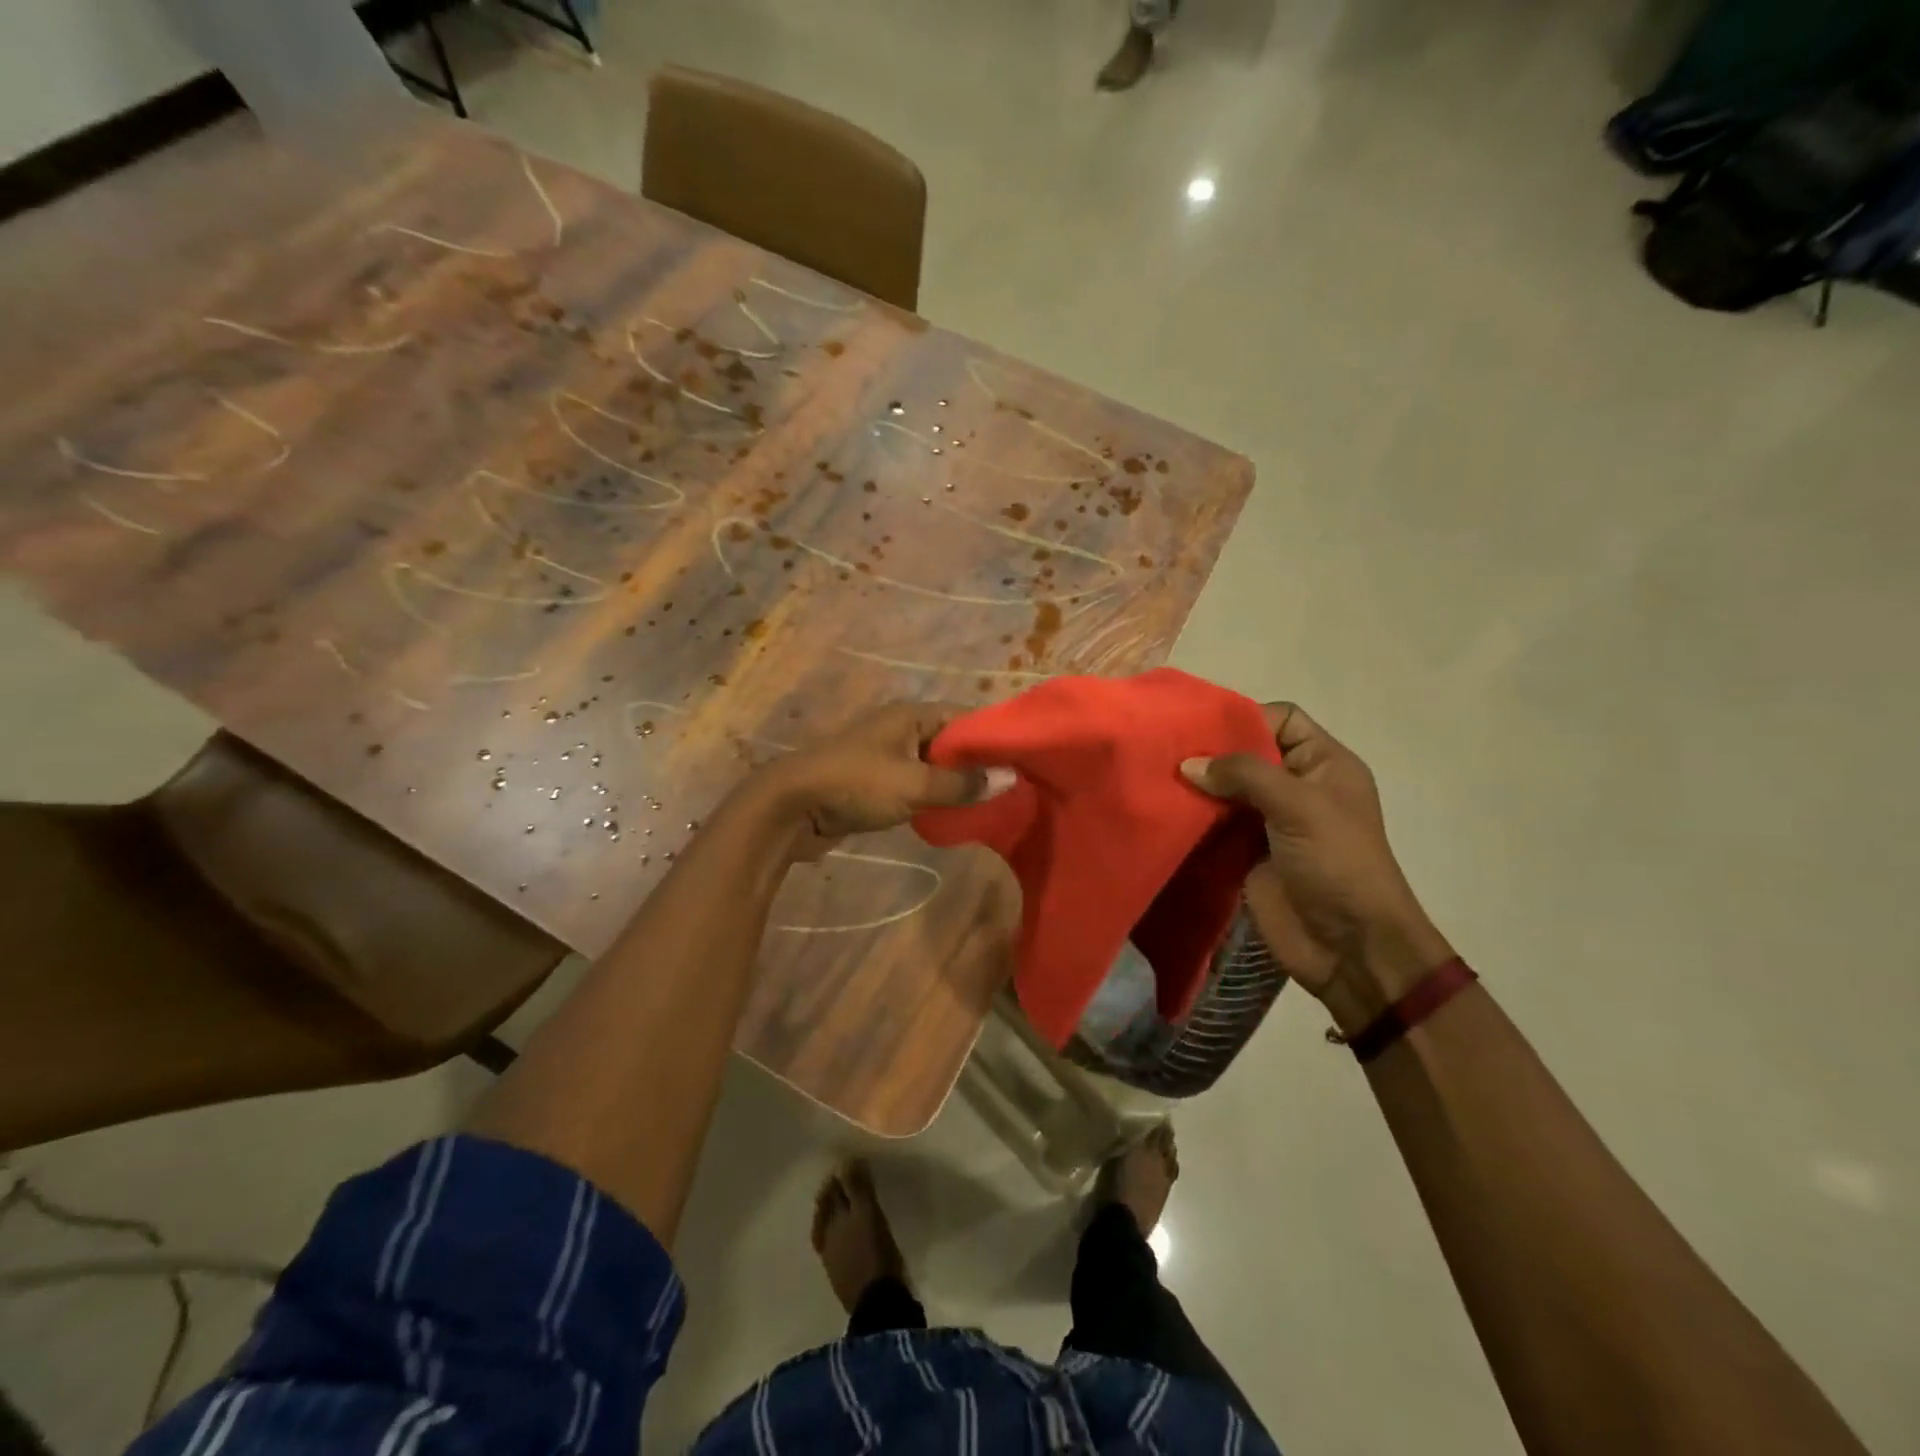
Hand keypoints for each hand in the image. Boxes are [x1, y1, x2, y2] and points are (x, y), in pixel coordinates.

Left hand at [759, 702, 1012, 858]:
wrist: (790, 807)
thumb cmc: (855, 785)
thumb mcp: (913, 784)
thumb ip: (961, 784)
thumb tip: (1009, 778)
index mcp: (910, 716)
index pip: (963, 716)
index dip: (992, 736)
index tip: (1022, 760)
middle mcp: (899, 728)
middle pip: (950, 741)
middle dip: (977, 764)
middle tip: (1012, 787)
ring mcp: (885, 755)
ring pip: (933, 765)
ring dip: (955, 783)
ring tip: (989, 804)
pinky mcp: (874, 781)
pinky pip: (915, 783)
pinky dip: (933, 795)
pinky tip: (953, 814)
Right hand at [1183, 703, 1451, 1032]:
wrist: (1348, 946)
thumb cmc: (1336, 863)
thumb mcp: (1298, 806)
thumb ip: (1243, 774)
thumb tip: (1188, 764)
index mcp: (1323, 764)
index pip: (1281, 720)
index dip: (1244, 716)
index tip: (1199, 724)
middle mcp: (1296, 787)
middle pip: (1247, 753)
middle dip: (1210, 751)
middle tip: (1164, 748)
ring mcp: (1269, 821)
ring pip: (1226, 789)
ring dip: (1197, 786)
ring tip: (1154, 775)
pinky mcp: (1246, 853)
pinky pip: (1215, 825)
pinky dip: (1193, 818)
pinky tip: (1164, 809)